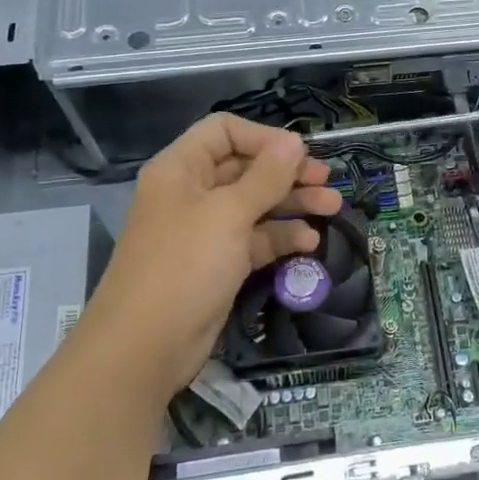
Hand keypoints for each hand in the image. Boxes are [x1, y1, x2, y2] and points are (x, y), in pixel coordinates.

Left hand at [77, 114, 341, 402]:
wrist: (145, 347)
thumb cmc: (184, 266)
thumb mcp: (228, 215)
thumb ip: (266, 177)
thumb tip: (294, 141)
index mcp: (181, 169)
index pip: (224, 132)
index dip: (263, 138)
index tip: (299, 154)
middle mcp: (192, 193)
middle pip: (246, 168)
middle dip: (287, 173)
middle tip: (327, 181)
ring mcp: (206, 231)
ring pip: (255, 205)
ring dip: (293, 204)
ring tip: (333, 208)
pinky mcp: (219, 263)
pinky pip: (255, 239)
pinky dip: (281, 237)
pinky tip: (309, 242)